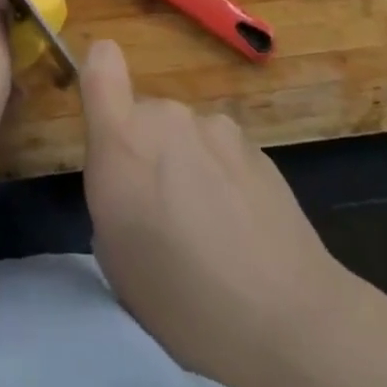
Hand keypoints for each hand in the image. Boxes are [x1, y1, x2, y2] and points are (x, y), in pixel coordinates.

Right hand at [80, 39, 349, 386]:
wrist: (286, 321)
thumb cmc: (179, 300)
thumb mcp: (114, 255)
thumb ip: (113, 191)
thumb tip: (132, 178)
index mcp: (122, 142)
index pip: (101, 65)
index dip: (100, 74)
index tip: (104, 109)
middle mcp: (167, 119)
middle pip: (145, 115)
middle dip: (148, 150)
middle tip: (163, 211)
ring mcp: (217, 128)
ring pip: (186, 134)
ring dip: (188, 163)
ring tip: (210, 227)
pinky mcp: (258, 147)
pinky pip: (222, 151)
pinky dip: (223, 176)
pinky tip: (242, 227)